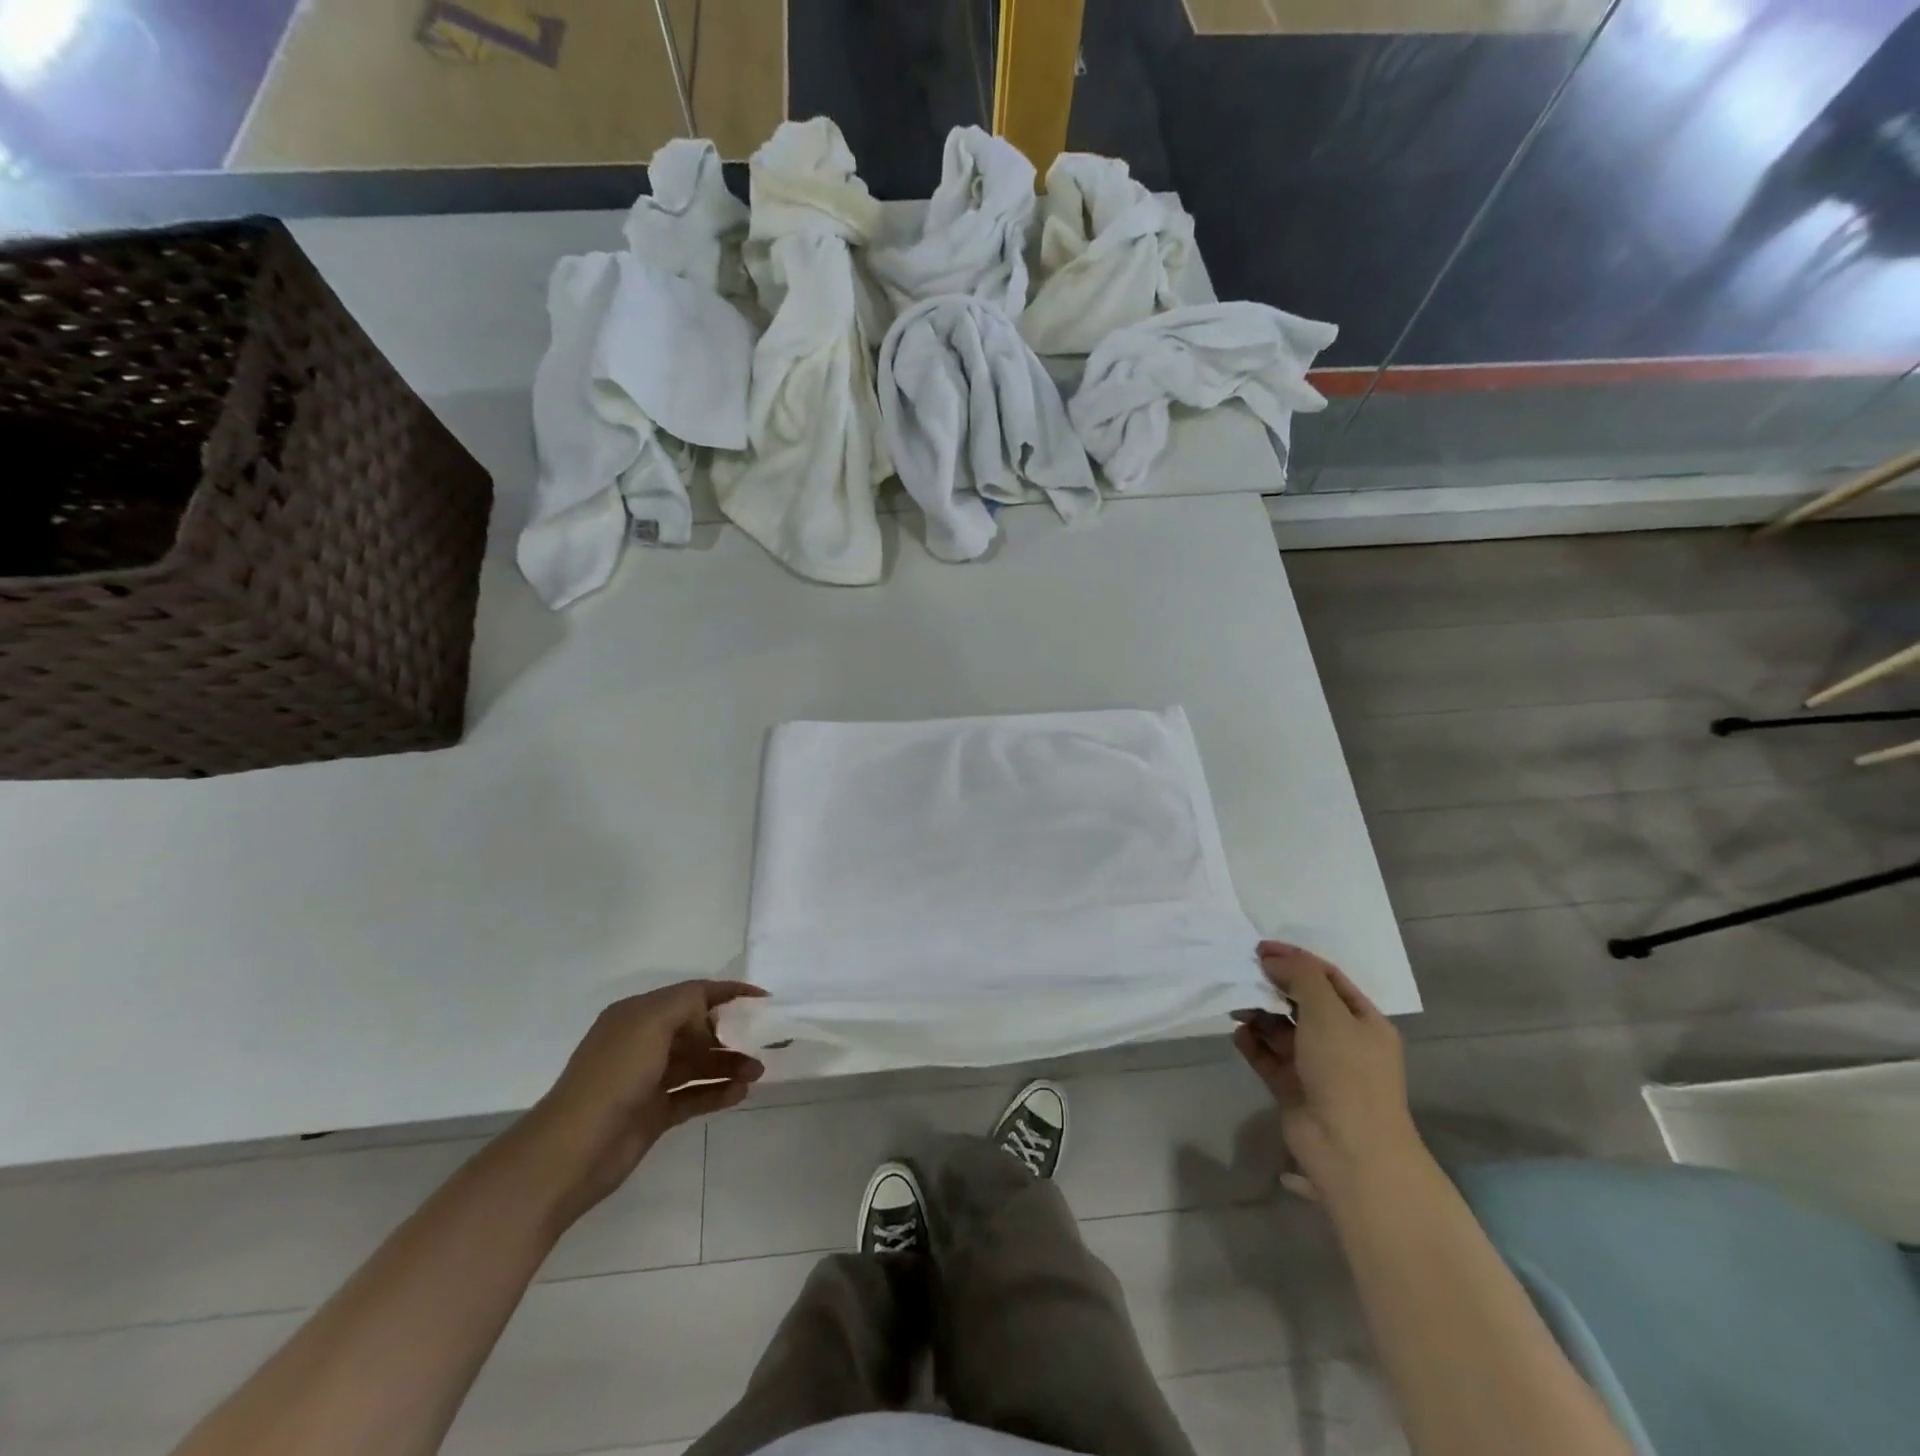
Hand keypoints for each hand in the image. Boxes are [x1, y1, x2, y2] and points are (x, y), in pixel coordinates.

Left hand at [525, 981, 764, 1218]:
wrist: (572, 1152)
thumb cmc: (613, 1076)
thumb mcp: (650, 1022)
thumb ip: (687, 1004)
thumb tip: (711, 1018)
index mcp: (638, 1014)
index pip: (692, 994)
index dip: (728, 993)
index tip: (764, 1000)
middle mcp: (643, 1042)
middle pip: (698, 1029)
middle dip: (732, 1033)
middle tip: (765, 1043)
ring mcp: (648, 1080)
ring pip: (698, 1063)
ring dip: (728, 1064)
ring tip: (757, 1072)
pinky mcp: (653, 1113)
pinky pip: (693, 1096)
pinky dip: (717, 1093)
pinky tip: (740, 1094)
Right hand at [1233, 942, 1421, 1196]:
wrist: (1349, 1148)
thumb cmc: (1346, 1071)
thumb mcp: (1327, 1012)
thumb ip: (1300, 977)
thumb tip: (1272, 959)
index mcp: (1363, 1021)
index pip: (1328, 978)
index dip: (1296, 959)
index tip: (1260, 948)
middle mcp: (1342, 1041)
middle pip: (1303, 1002)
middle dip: (1274, 986)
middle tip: (1243, 974)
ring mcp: (1317, 1066)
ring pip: (1283, 1029)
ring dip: (1260, 1014)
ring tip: (1237, 1006)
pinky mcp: (1293, 1087)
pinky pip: (1268, 1056)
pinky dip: (1253, 1043)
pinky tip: (1238, 1033)